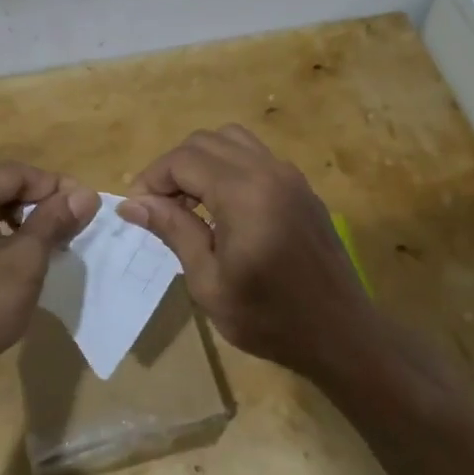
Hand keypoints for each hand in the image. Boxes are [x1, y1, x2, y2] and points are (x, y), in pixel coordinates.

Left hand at [0, 163, 99, 379]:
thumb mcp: (24, 262)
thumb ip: (54, 222)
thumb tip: (87, 194)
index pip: (16, 174)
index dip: (56, 188)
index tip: (88, 207)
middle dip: (37, 207)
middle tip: (72, 230)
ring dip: (19, 226)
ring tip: (49, 248)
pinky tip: (16, 265)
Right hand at [117, 126, 379, 376]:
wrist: (341, 334)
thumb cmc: (269, 318)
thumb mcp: (209, 282)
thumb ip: (173, 231)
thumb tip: (132, 204)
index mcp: (244, 193)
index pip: (183, 160)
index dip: (151, 179)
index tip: (137, 211)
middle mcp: (268, 171)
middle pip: (204, 141)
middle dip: (173, 168)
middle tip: (159, 209)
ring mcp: (290, 175)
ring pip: (231, 140)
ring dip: (201, 162)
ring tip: (189, 204)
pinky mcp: (301, 187)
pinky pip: (255, 156)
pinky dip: (228, 167)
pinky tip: (223, 208)